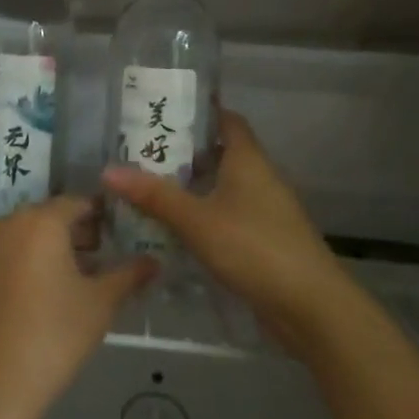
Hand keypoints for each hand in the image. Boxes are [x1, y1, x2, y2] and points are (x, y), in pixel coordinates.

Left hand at [0, 197, 155, 418]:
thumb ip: (130, 275)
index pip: (77, 203)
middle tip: (103, 257)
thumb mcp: (101, 304)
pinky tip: (42, 293)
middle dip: (76, 232)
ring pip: (25, 235)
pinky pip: (5, 254)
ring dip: (50, 247)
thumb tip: (154, 261)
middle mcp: (7, 224)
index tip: (120, 233)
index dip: (101, 215)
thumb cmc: (54, 336)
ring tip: (76, 277)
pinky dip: (26, 262)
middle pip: (48, 217)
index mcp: (41, 222)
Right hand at [101, 112, 352, 361]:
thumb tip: (108, 170)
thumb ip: (154, 195)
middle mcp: (259, 178)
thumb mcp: (196, 220)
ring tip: (149, 189)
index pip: (227, 120)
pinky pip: (228, 216)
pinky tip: (175, 229)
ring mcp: (265, 211)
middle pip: (221, 153)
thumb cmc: (254, 248)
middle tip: (141, 154)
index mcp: (248, 160)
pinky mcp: (264, 241)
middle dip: (184, 153)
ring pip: (223, 187)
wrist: (310, 306)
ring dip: (192, 187)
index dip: (199, 111)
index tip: (163, 111)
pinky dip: (203, 216)